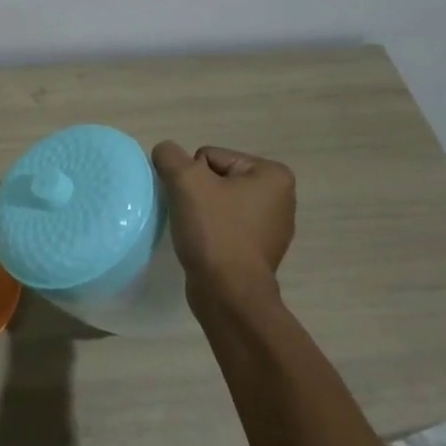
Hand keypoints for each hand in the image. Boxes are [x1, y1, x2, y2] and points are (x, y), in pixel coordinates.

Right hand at [152, 142, 296, 310]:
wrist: (228, 293)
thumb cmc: (214, 231)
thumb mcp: (185, 181)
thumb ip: (170, 155)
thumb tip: (165, 152)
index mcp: (273, 175)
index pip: (210, 157)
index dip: (192, 177)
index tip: (195, 201)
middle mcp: (280, 197)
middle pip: (215, 178)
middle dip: (198, 193)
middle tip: (193, 217)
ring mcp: (272, 227)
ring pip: (218, 203)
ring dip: (202, 213)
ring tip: (197, 232)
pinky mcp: (258, 251)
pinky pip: (225, 226)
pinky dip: (211, 232)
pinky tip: (205, 246)